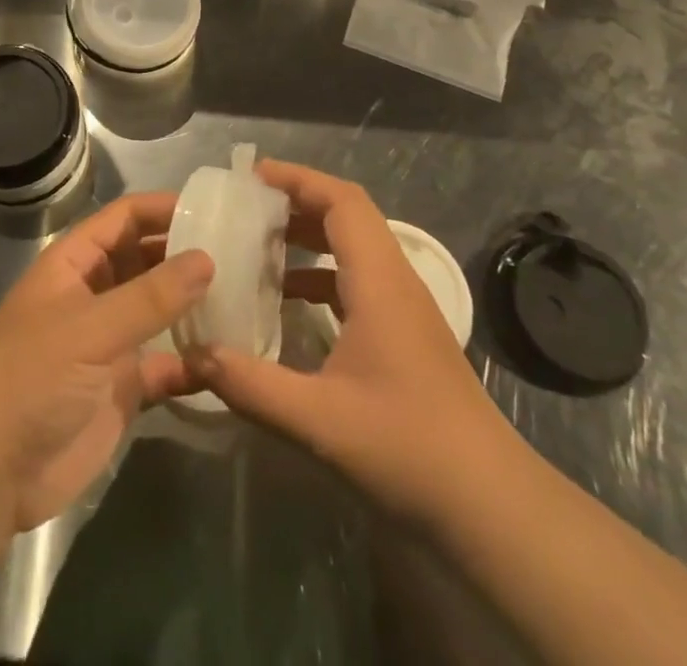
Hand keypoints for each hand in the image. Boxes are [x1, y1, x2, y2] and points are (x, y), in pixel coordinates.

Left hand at [0, 192, 212, 533]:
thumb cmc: (30, 378)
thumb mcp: (90, 328)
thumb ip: (150, 295)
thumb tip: (207, 258)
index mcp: (75, 264)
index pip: (125, 218)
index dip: (164, 208)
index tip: (217, 208)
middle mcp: (95, 294)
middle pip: (147, 260)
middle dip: (187, 254)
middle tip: (246, 251)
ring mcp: (110, 343)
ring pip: (160, 312)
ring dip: (195, 306)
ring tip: (249, 296)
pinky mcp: (122, 390)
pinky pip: (166, 366)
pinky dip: (193, 363)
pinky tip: (229, 359)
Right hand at [196, 160, 504, 520]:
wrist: (494, 509)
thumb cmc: (409, 450)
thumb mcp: (318, 421)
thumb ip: (251, 385)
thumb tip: (192, 353)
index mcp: (380, 281)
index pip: (342, 200)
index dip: (297, 178)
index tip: (251, 176)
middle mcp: (395, 282)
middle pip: (348, 215)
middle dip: (297, 201)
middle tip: (245, 206)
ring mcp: (404, 309)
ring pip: (354, 248)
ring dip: (309, 237)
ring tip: (258, 244)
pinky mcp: (406, 336)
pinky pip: (358, 281)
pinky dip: (320, 275)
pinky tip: (289, 302)